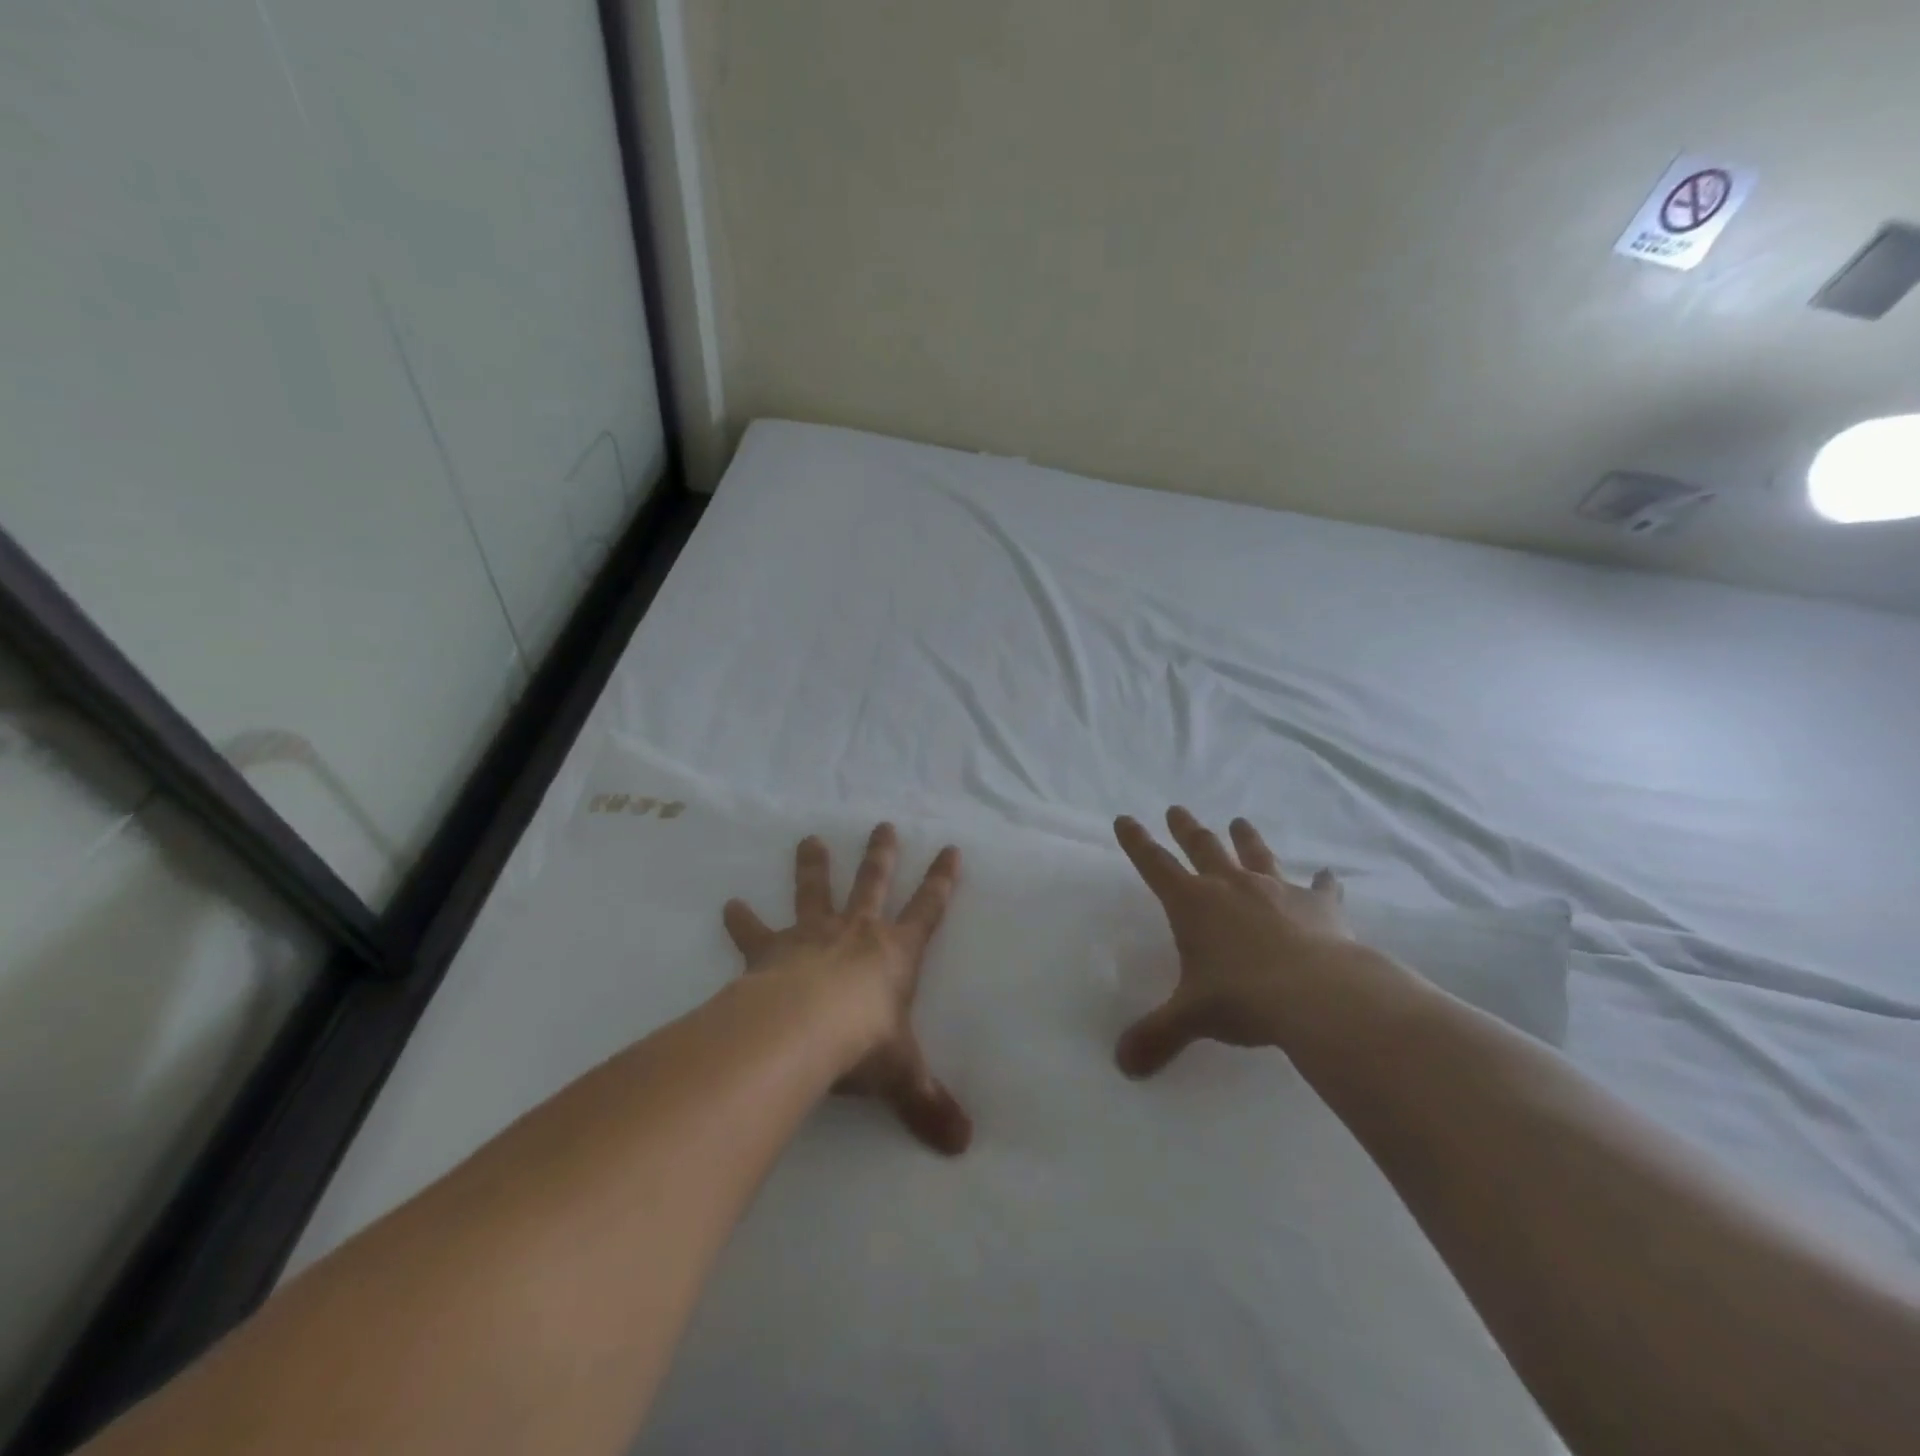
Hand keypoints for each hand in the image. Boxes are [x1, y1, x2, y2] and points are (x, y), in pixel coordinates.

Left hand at [723, 825, 972, 1155]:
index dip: (942, 880)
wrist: (803, 1029)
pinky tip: (728, 905)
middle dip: (881, 855)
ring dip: (813, 865)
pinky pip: (754, 932)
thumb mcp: (902, 1076)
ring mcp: (811, 935)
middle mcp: (856, 932)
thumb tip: (964, 1146)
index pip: (929, 909)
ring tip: (808, 839)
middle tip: (882, 825)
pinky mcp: (771, 949)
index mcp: (895, 953)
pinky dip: (741, 920)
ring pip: (815, 890)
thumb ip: (928, 1105)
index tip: (950, 849)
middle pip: (872, 883)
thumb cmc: (862, 1044)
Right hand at [1113, 807, 1367, 1076]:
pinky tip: (1330, 875)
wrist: (1318, 994)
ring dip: (1246, 838)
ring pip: (1256, 854)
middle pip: (1203, 847)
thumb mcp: (1191, 1017)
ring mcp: (1277, 890)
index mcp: (1192, 903)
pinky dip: (1324, 882)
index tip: (1124, 818)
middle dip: (1186, 828)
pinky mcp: (1319, 905)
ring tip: (1239, 821)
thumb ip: (1156, 1036)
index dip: (1137, 842)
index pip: (1154, 864)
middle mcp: (1230, 886)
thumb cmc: (1242, 997)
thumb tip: (1121, 1066)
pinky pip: (1321, 888)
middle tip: (1177, 809)